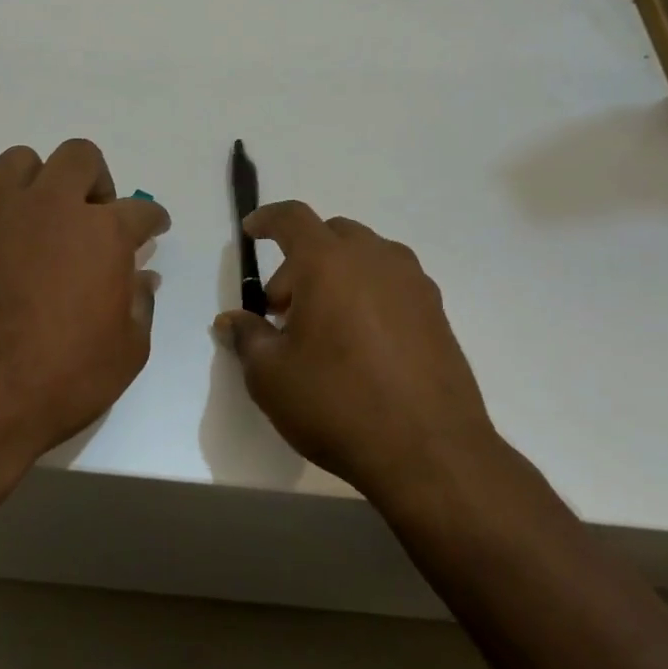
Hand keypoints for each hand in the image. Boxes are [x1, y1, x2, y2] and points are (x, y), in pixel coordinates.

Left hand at [0, 139, 168, 473]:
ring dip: (40, 183)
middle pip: (79, 157)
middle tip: (94, 216)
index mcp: (102, 233)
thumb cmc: (61, 381)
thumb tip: (140, 276)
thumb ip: (139, 303)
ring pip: (21, 162)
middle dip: (96, 180)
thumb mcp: (126, 353)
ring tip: (41, 221)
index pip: (141, 210)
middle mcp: (50, 208)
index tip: (153, 228)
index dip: (153, 219)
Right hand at [214, 202, 498, 499]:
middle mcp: (375, 258)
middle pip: (330, 235)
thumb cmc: (337, 403)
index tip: (251, 230)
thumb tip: (231, 321)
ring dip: (336, 274)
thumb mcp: (271, 376)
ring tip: (323, 325)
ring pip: (365, 257)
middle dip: (299, 260)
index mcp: (329, 262)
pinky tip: (360, 341)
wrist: (429, 450)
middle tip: (283, 308)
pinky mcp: (436, 311)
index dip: (267, 219)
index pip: (292, 218)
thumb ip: (247, 337)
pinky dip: (367, 292)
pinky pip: (391, 283)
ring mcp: (413, 283)